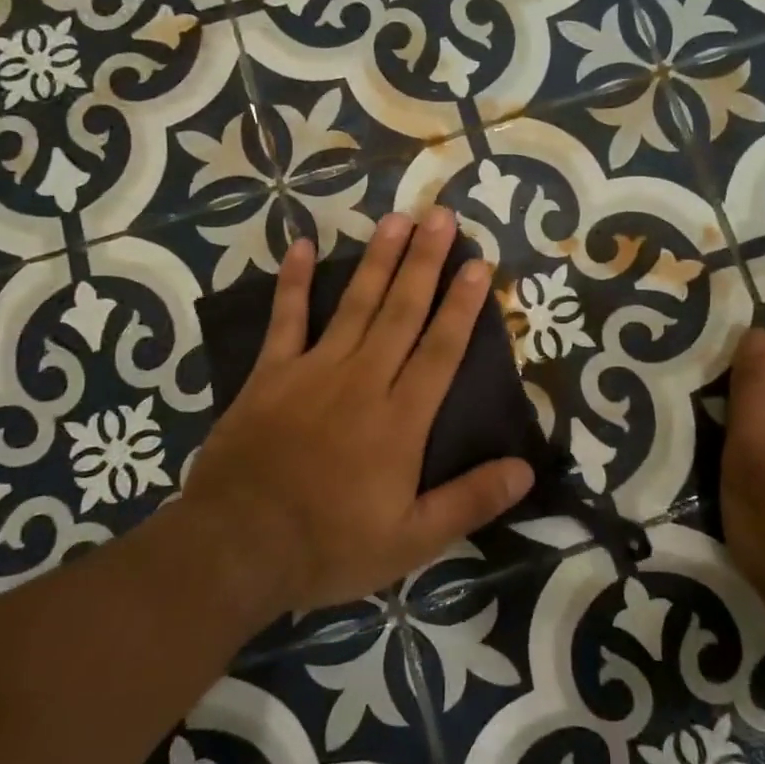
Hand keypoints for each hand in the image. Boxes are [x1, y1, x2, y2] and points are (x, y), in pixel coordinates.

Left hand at [180, 209, 534, 621]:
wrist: (238, 546)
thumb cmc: (329, 545)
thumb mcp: (411, 541)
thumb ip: (470, 501)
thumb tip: (526, 469)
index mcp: (400, 419)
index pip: (441, 350)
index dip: (463, 306)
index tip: (479, 264)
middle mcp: (363, 380)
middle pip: (401, 311)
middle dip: (425, 262)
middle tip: (443, 216)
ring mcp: (314, 370)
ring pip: (355, 304)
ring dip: (378, 260)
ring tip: (397, 219)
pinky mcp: (271, 374)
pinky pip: (286, 319)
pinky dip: (294, 282)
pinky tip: (301, 245)